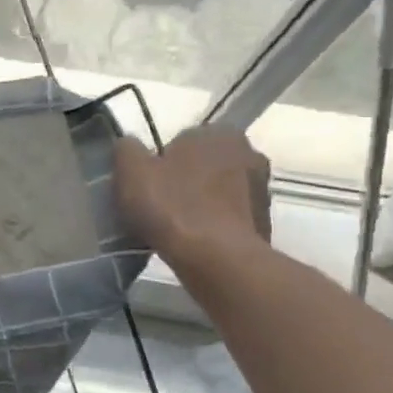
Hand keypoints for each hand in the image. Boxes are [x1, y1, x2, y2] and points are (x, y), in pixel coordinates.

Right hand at [114, 127, 270, 268]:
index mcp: (219, 133)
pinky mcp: (265, 222)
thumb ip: (127, 149)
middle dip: (184, 179)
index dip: (161, 162)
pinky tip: (193, 242)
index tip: (147, 184)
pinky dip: (213, 225)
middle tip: (158, 205)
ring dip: (200, 203)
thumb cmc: (172, 206)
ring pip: (218, 191)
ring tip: (174, 227)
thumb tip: (129, 146)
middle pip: (203, 164)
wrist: (216, 259)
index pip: (181, 140)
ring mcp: (261, 189)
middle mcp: (249, 152)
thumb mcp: (131, 171)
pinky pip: (229, 217)